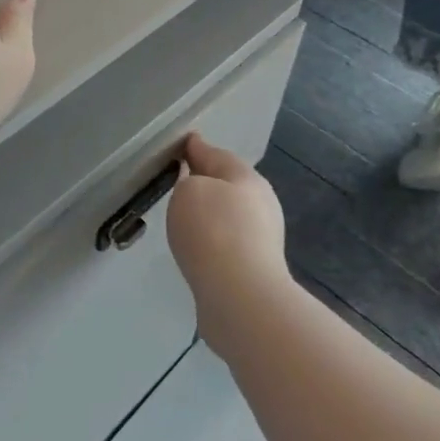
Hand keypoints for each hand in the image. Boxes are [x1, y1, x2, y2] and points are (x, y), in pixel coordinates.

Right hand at [166, 134, 288, 344]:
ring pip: (228, 215)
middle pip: (227, 184)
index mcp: (247, 178)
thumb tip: (198, 190)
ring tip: (182, 215)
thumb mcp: (190, 191)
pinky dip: (211, 239)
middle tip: (177, 179)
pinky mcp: (254, 269)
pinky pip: (226, 243)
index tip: (180, 143)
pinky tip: (196, 246)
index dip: (195, 147)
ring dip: (209, 212)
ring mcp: (261, 239)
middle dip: (205, 180)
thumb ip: (189, 182)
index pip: (216, 154)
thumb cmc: (213, 231)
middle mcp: (260, 204)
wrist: (240, 297)